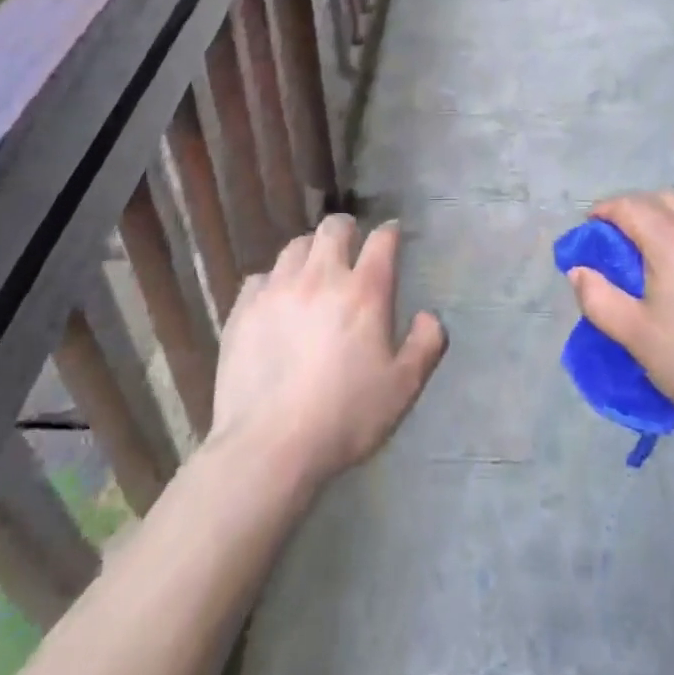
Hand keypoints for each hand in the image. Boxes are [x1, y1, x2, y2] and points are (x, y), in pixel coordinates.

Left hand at [208, 214, 445, 489]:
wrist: (269, 447)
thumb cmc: (345, 417)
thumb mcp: (403, 388)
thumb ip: (426, 345)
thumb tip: (429, 316)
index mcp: (365, 291)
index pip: (382, 240)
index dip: (390, 233)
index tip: (392, 237)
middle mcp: (321, 277)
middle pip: (334, 227)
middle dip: (347, 229)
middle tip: (351, 247)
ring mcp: (278, 289)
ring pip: (295, 246)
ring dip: (310, 251)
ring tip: (313, 272)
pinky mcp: (244, 309)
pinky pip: (261, 277)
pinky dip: (274, 281)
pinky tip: (276, 302)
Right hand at [566, 191, 673, 445]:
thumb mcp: (635, 335)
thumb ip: (598, 298)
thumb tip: (579, 270)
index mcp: (673, 239)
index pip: (630, 206)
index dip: (604, 212)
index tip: (590, 231)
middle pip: (662, 200)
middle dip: (635, 211)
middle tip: (619, 241)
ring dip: (667, 218)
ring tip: (655, 251)